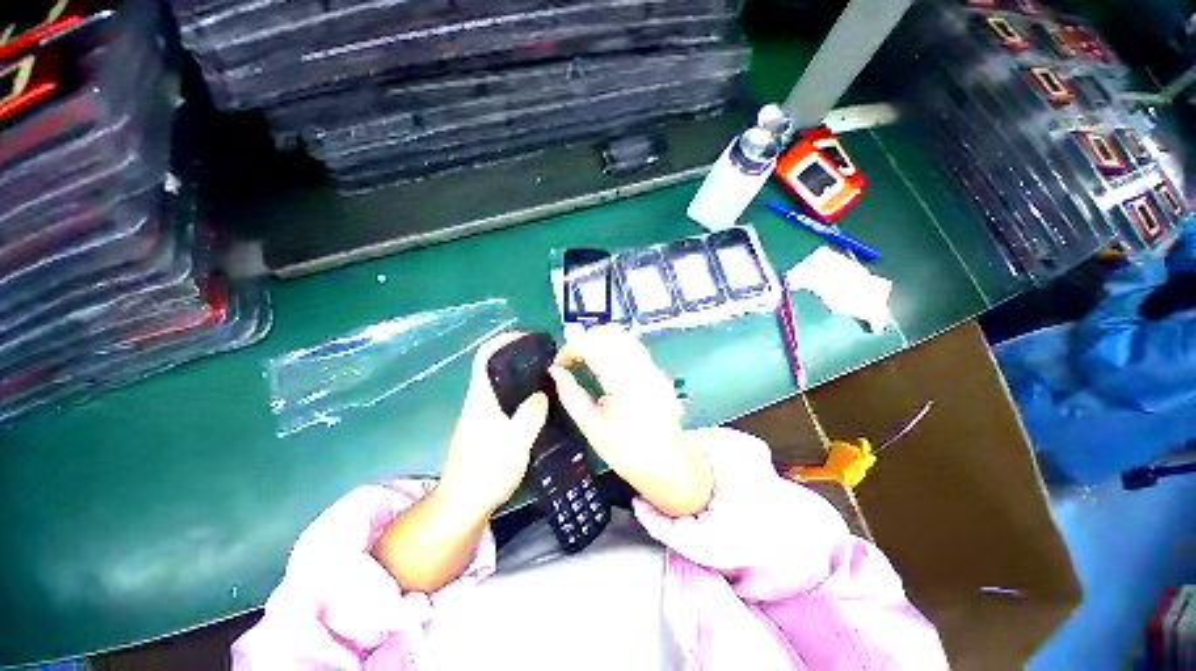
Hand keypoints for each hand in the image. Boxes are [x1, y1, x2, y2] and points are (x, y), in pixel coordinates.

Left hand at [438, 332, 548, 515]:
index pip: (486, 356)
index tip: (529, 339)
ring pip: (504, 384)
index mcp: (482, 398)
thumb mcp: (515, 443)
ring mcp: (483, 414)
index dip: (505, 341)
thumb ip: (530, 415)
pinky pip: (508, 400)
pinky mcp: (488, 427)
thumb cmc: (486, 471)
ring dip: (524, 377)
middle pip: (497, 367)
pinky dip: (524, 394)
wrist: (463, 504)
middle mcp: (480, 400)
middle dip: (521, 357)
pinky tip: (541, 405)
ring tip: (550, 379)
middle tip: (549, 360)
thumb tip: (541, 394)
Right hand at [548, 327, 711, 516]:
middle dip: (584, 340)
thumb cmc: (627, 451)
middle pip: (609, 334)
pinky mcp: (656, 370)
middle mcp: (640, 367)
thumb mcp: (592, 427)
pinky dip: (613, 345)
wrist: (667, 464)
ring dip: (599, 340)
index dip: (571, 349)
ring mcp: (651, 366)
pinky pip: (632, 345)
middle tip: (570, 360)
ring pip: (622, 336)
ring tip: (584, 358)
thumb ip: (571, 395)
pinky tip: (604, 360)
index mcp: (623, 382)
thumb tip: (555, 371)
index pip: (593, 346)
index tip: (559, 363)